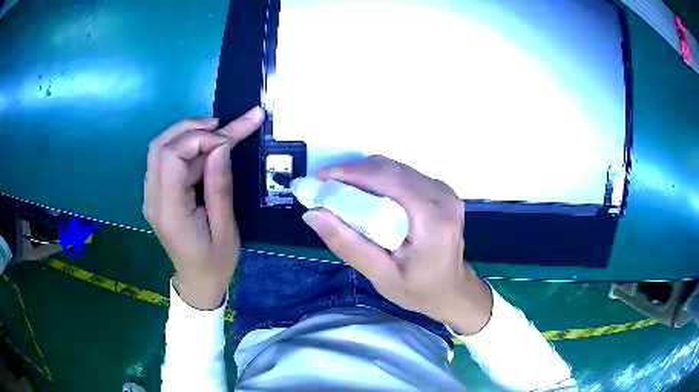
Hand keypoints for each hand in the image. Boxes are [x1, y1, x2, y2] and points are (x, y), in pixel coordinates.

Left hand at [144, 107, 264, 309]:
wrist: (198, 282)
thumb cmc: (215, 262)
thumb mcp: (226, 230)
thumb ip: (220, 188)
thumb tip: (220, 148)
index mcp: (169, 211)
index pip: (172, 157)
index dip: (200, 140)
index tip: (229, 141)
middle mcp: (153, 199)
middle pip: (161, 146)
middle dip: (192, 129)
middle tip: (223, 126)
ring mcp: (151, 195)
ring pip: (160, 148)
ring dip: (187, 133)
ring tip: (217, 131)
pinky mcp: (157, 193)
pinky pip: (164, 159)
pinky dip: (184, 146)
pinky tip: (204, 147)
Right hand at [303, 155, 492, 334]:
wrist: (452, 289)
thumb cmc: (419, 290)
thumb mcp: (381, 276)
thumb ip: (348, 245)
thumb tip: (313, 214)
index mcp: (432, 218)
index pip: (387, 180)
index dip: (350, 173)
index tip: (319, 178)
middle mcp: (441, 195)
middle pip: (390, 168)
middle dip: (353, 171)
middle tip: (324, 185)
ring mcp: (443, 190)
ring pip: (395, 167)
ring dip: (364, 173)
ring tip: (338, 189)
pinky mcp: (440, 190)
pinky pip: (403, 174)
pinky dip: (378, 178)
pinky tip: (363, 193)